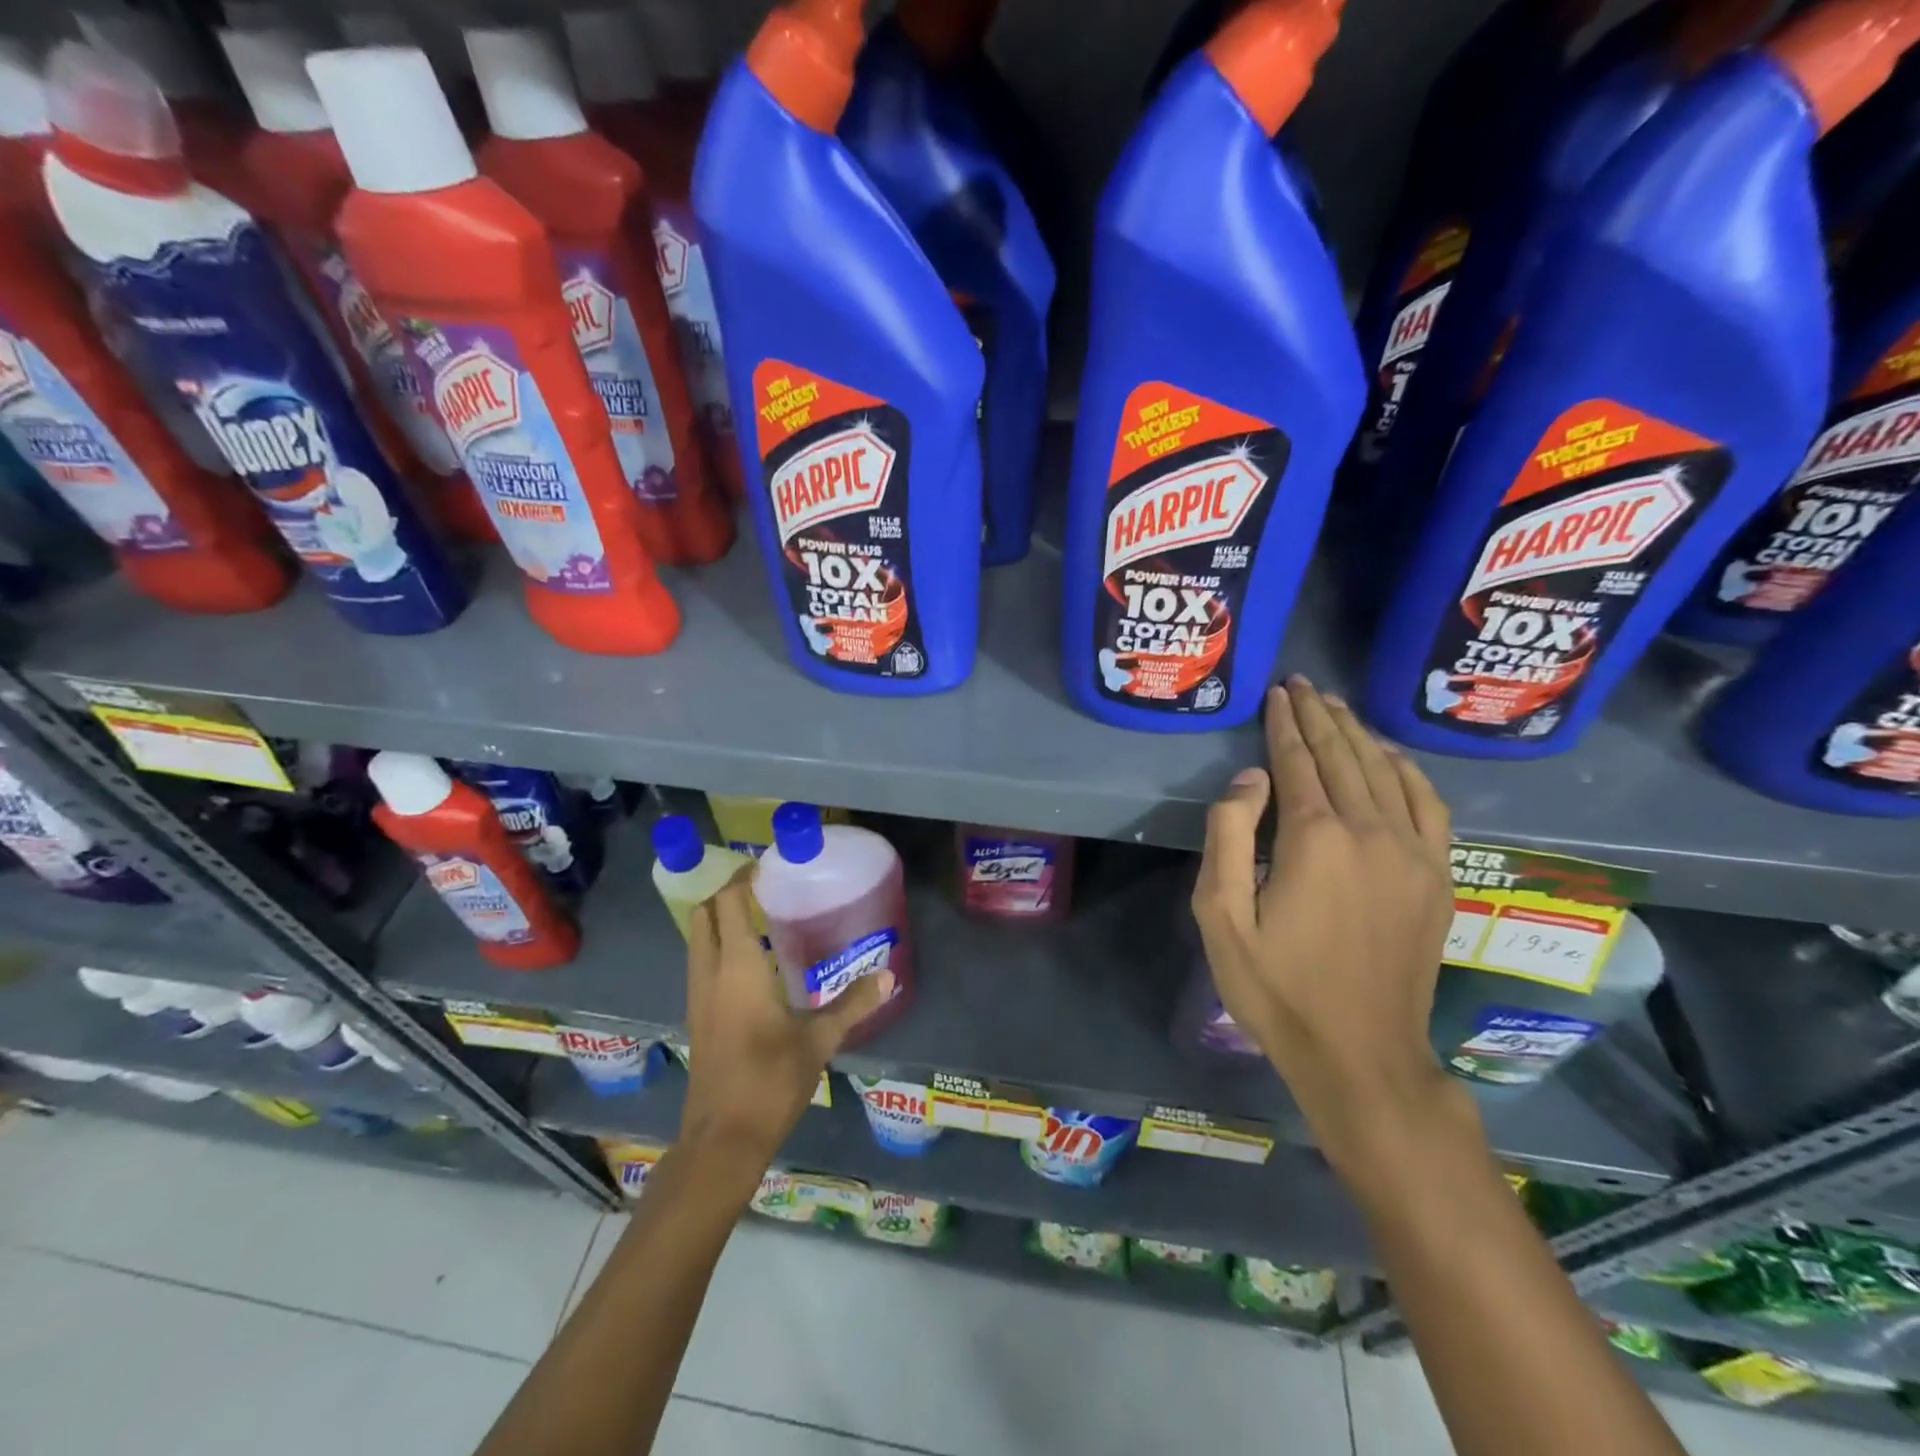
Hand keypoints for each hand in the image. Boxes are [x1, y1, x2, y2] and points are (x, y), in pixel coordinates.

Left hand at [680, 870, 891, 1169]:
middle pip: (704, 915)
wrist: (722, 1140)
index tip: (767, 865)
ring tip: (761, 917)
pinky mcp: (698, 1018)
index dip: (742, 878)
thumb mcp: (819, 1040)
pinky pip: (703, 964)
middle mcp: (710, 974)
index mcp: (737, 968)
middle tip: (763, 887)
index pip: (728, 903)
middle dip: (727, 894)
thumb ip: (852, 1004)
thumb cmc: (770, 1080)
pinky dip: (720, 947)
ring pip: (699, 940)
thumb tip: (888, 976)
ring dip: (721, 921)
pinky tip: (754, 963)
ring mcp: (698, 997)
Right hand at [1192, 677, 1462, 1170]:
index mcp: (1315, 840)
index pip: (1298, 762)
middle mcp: (1371, 832)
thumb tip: (1250, 779)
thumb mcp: (1221, 917)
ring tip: (1336, 707)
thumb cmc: (1276, 988)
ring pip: (1385, 772)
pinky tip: (1391, 757)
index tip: (1277, 693)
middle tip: (1302, 685)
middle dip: (1319, 716)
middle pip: (1344, 757)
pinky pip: (1429, 805)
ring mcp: (1413, 853)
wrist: (1360, 1053)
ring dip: (1358, 734)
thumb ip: (1227, 837)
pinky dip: (1408, 771)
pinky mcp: (1437, 876)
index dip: (1284, 725)